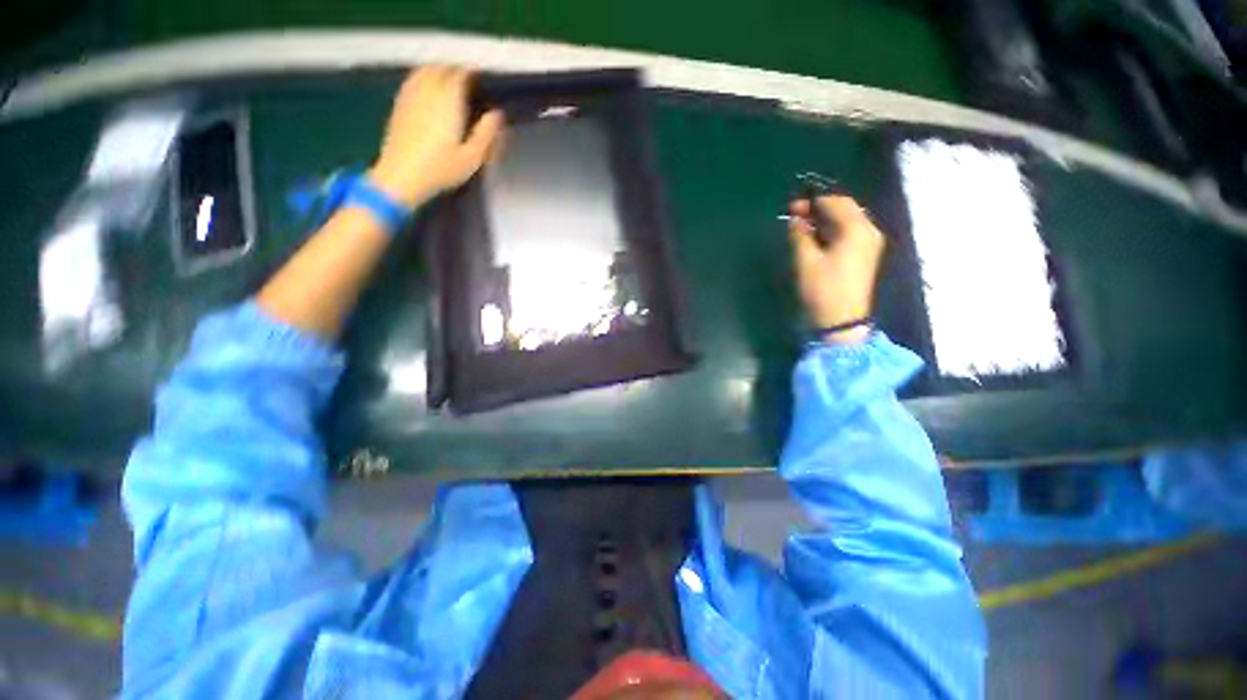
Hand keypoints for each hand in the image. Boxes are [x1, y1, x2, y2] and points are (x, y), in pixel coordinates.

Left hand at [368, 66, 504, 206]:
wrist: (402, 176)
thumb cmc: (440, 169)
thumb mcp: (472, 157)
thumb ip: (486, 133)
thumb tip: (497, 115)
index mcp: (448, 101)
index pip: (460, 74)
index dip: (471, 73)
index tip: (480, 78)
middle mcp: (428, 92)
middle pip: (441, 68)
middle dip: (454, 70)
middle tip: (466, 80)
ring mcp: (410, 96)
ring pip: (424, 71)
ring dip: (437, 71)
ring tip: (448, 80)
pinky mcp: (399, 105)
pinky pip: (412, 82)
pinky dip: (422, 78)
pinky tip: (427, 89)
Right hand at [788, 196, 885, 343]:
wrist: (841, 320)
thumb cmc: (822, 289)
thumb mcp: (806, 260)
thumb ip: (800, 235)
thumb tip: (796, 219)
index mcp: (856, 229)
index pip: (836, 202)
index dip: (813, 201)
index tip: (792, 206)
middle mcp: (868, 231)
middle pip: (844, 209)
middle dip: (819, 209)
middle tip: (795, 214)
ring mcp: (868, 244)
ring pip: (846, 221)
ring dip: (824, 220)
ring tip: (801, 226)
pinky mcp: (864, 255)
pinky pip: (848, 234)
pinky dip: (831, 231)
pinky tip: (815, 238)